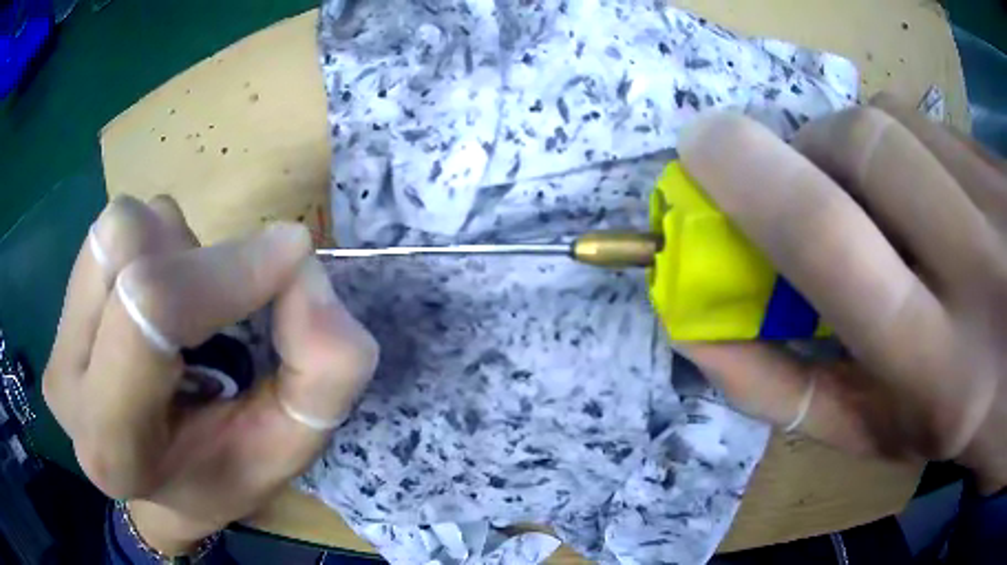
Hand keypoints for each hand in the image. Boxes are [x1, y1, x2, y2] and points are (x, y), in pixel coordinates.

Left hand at [42, 196, 377, 554]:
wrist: (161, 486)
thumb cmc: (220, 477)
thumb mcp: (287, 448)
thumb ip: (320, 374)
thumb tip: (306, 270)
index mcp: (113, 443)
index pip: (150, 309)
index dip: (225, 270)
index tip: (292, 258)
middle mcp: (67, 384)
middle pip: (123, 243)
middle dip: (194, 255)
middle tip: (224, 305)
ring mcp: (56, 343)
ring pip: (115, 230)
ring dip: (172, 250)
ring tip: (187, 312)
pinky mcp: (60, 315)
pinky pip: (109, 237)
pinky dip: (153, 249)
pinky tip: (161, 303)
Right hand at [677, 93, 1006, 493]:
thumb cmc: (951, 419)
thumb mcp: (872, 432)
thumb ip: (787, 390)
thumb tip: (697, 331)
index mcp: (937, 368)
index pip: (830, 237)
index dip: (751, 176)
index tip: (701, 148)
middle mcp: (981, 272)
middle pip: (863, 144)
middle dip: (811, 150)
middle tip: (807, 180)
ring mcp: (999, 205)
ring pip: (895, 122)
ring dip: (861, 150)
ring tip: (882, 201)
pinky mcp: (1000, 169)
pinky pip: (929, 126)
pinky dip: (905, 147)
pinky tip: (927, 194)